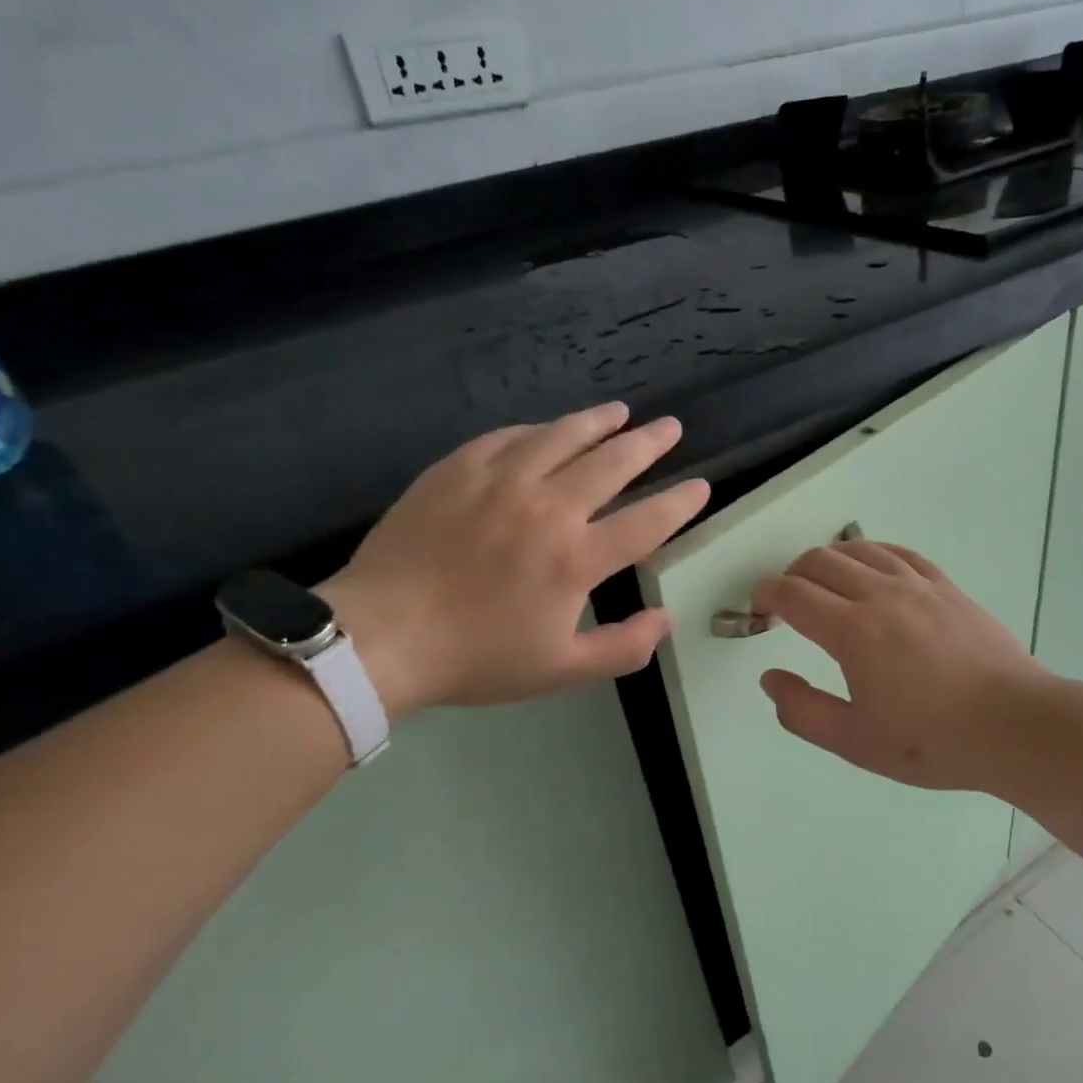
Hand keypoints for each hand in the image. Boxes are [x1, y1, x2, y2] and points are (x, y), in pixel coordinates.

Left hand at [321, 403, 708, 713]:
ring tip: (620, 411)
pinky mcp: (458, 469)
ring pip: (562, 436)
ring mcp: (500, 481)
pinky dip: (537, 430)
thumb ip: (622, 648)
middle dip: (649, 443)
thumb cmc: (476, 658)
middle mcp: (548, 508)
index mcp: (576, 559)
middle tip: (670, 428)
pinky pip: (508, 437)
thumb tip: (667, 620)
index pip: (647, 521)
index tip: (701, 485)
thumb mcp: (560, 670)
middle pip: (612, 463)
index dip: (681, 502)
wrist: (381, 637)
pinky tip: (546, 429)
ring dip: (598, 421)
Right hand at [751, 540, 1055, 791]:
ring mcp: (918, 585)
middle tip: (787, 604)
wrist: (1014, 725)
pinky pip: (900, 552)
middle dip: (791, 575)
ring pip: (859, 549)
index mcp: (852, 631)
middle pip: (820, 561)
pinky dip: (872, 553)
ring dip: (829, 560)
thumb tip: (770, 678)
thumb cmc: (932, 741)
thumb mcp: (855, 741)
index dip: (765, 596)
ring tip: (824, 584)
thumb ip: (802, 711)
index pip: (793, 594)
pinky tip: (871, 568)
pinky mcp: (947, 587)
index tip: (759, 610)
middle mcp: (881, 595)